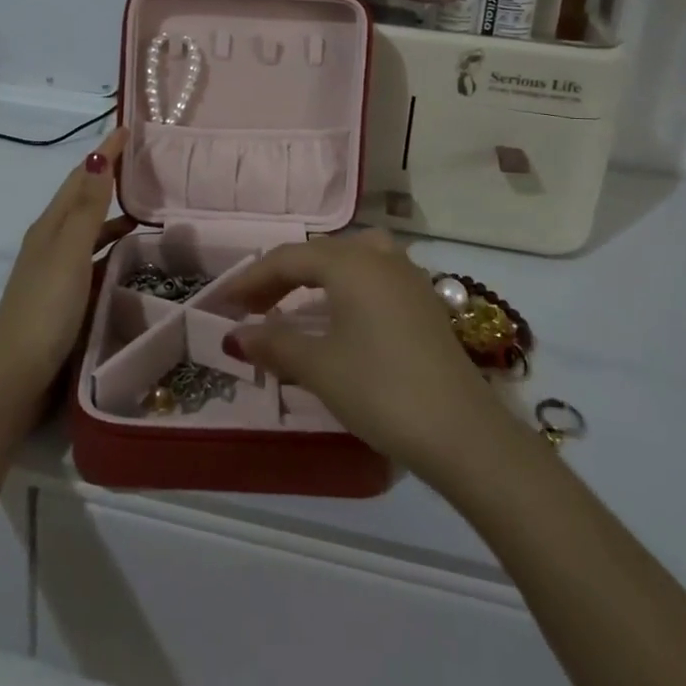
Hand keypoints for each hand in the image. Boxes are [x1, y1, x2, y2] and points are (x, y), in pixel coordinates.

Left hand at [0, 127, 132, 401]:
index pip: (80, 178)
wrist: (17, 375)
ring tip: (147, 209)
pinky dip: (112, 247)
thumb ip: (86, 208)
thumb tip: (97, 157)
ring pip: (90, 230)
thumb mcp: (69, 252)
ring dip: (113, 214)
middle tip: (145, 164)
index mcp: (50, 227)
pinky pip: (94, 258)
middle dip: (109, 178)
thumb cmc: (46, 308)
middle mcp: (51, 242)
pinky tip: (130, 257)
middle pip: (83, 200)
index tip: (128, 129)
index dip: (103, 153)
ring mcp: (57, 271)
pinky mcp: (66, 296)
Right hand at [230, 229, 511, 485]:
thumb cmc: (380, 390)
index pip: (288, 259)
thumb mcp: (319, 367)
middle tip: (251, 307)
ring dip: (315, 277)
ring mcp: (407, 276)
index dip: (251, 279)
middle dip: (280, 277)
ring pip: (350, 259)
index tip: (223, 303)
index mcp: (351, 263)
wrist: (462, 432)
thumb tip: (236, 335)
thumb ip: (274, 344)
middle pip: (318, 253)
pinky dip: (345, 286)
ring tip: (293, 303)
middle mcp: (380, 256)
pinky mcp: (424, 301)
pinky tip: (339, 316)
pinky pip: (372, 276)